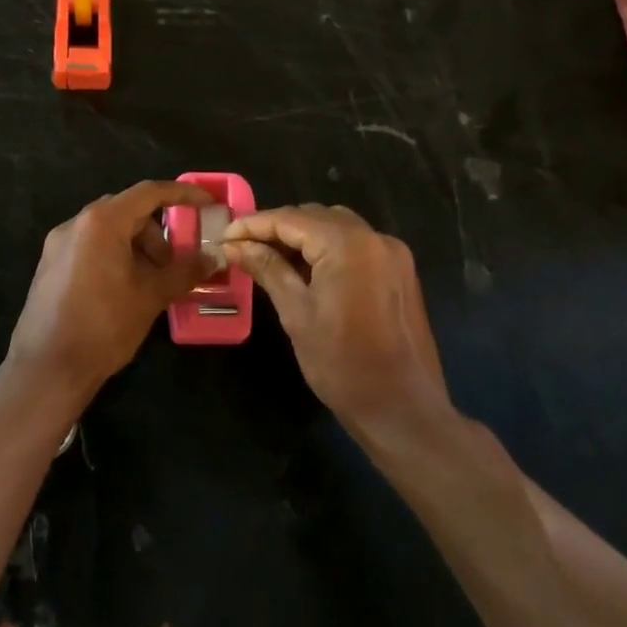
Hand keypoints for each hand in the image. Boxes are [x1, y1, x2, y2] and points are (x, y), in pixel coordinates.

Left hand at [5, 180, 213, 404]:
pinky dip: (114, 256)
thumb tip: (212, 258)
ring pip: (107, 230)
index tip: (206, 203)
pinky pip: (89, 247)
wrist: (47, 368)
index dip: (181, 194)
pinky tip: (123, 290)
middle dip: (156, 233)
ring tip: (149, 283)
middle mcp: (76, 224)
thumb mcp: (151, 296)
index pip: (148, 193)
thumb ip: (184, 271)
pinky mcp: (49, 266)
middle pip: (126, 211)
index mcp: (101, 222)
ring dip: (135, 247)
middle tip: (173, 264)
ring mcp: (58, 245)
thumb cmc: (104, 325)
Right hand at [223, 204, 451, 437]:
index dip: (253, 225)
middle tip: (242, 248)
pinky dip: (327, 249)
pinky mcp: (400, 272)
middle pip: (315, 216)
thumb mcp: (296, 313)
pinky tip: (304, 270)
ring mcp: (392, 254)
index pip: (291, 219)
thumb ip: (267, 269)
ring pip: (337, 227)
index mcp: (348, 244)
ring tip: (268, 257)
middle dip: (277, 228)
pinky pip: (356, 245)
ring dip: (302, 236)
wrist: (402, 409)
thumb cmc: (342, 363)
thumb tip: (235, 245)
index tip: (224, 237)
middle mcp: (375, 238)